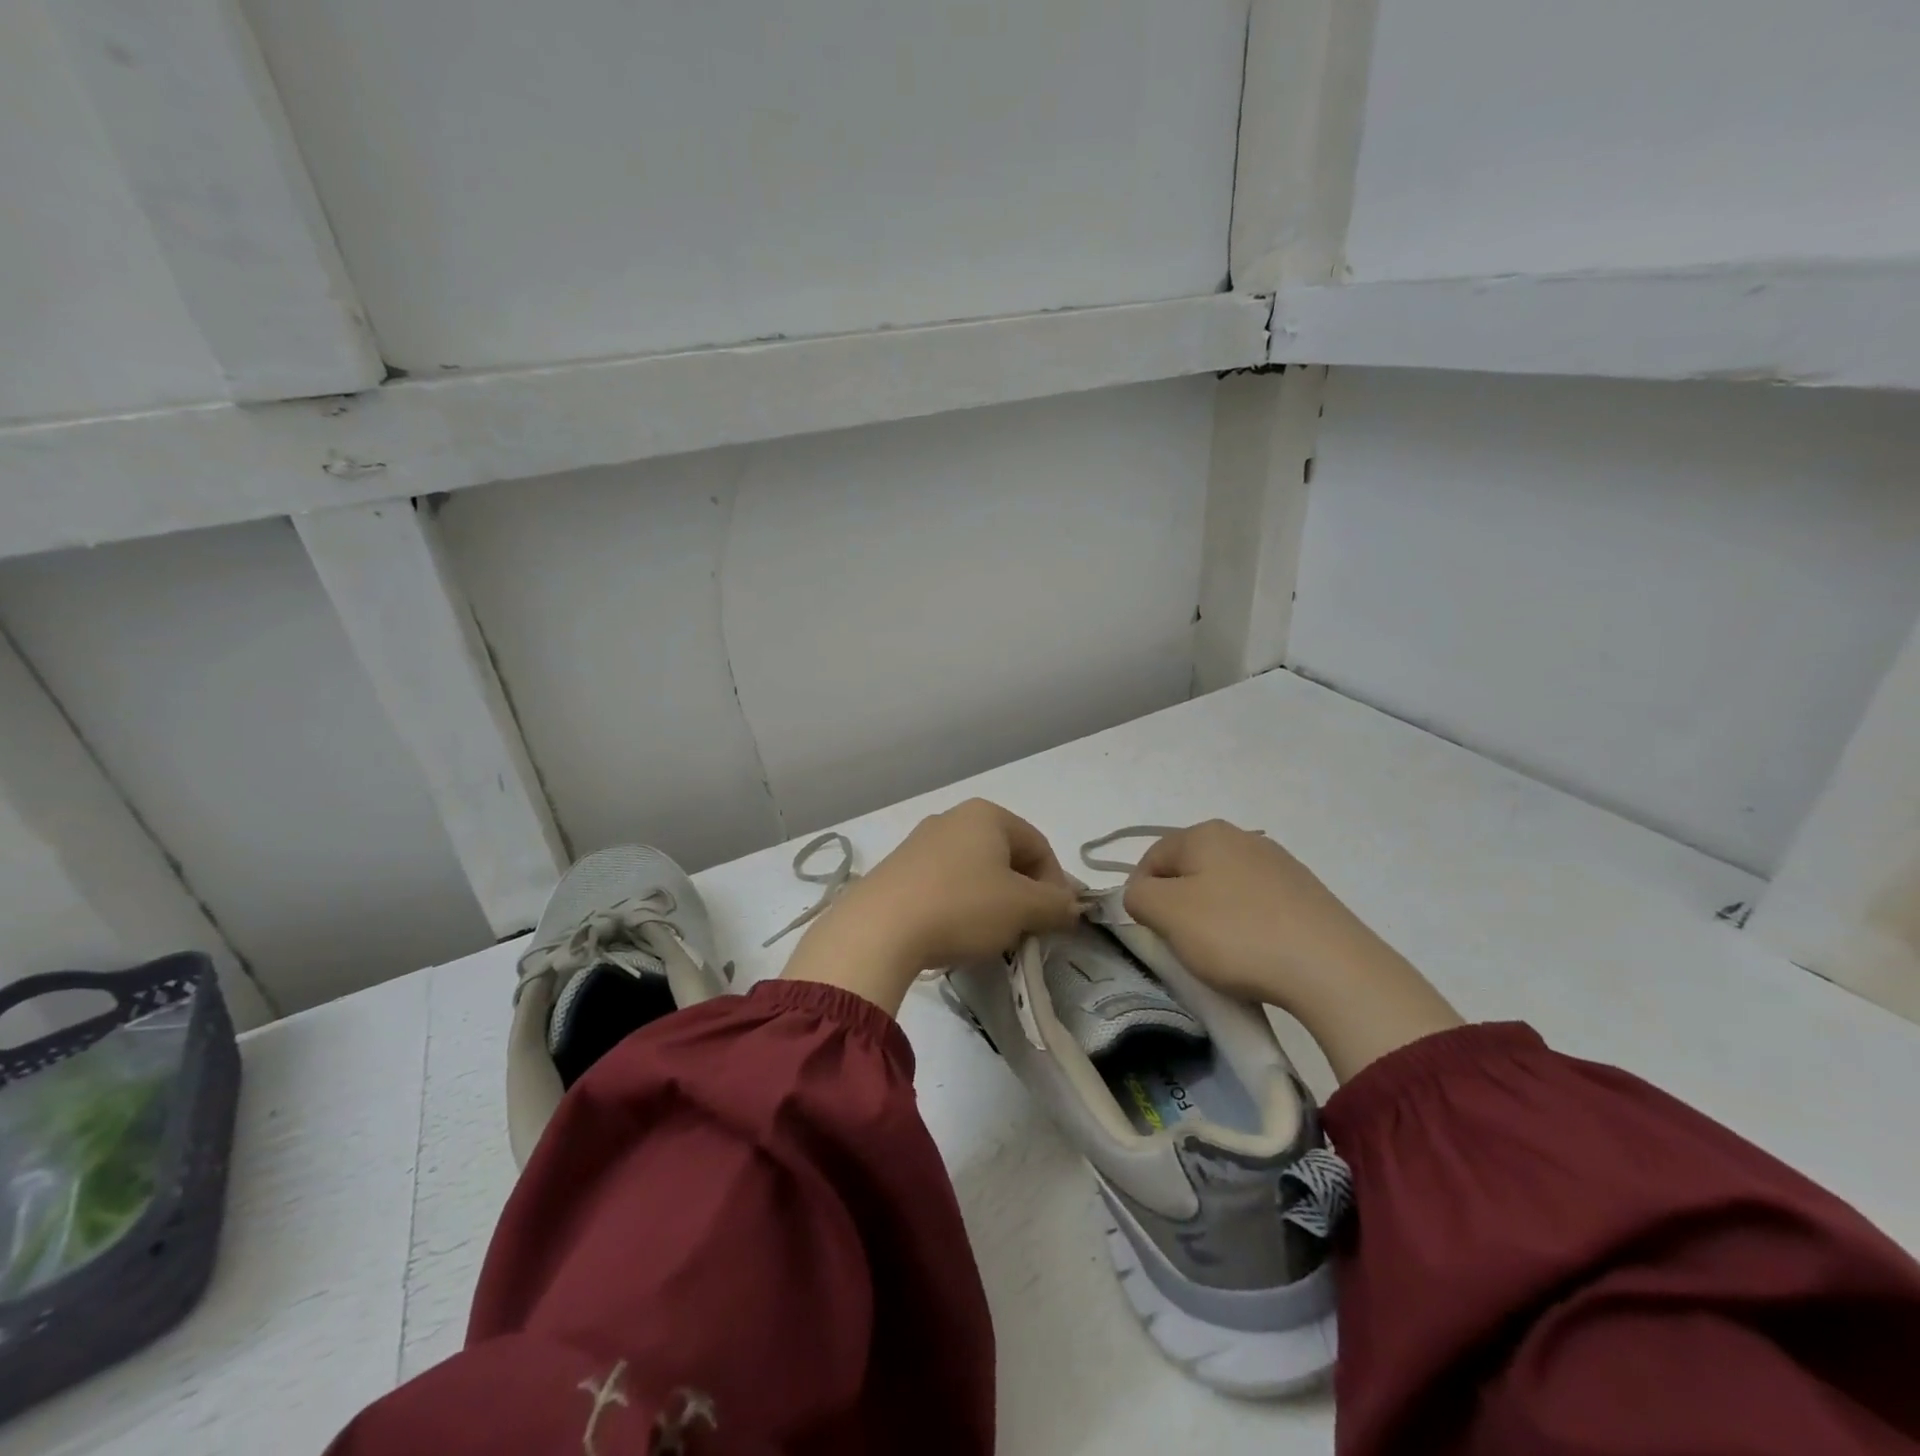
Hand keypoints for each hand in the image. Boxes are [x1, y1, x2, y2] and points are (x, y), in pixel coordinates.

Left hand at [782, 799, 1079, 1014]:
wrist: (879, 929)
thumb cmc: (962, 907)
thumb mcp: (1023, 908)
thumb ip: (1057, 905)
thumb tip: (1072, 907)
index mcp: (987, 815)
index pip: (1040, 846)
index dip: (1056, 885)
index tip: (1055, 921)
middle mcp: (952, 818)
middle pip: (1006, 857)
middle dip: (1023, 894)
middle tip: (1026, 930)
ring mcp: (920, 842)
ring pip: (975, 872)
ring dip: (992, 903)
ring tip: (990, 937)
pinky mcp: (897, 869)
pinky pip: (944, 884)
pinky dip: (959, 906)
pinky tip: (954, 934)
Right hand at [1123, 821, 1460, 1081]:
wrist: (1332, 969)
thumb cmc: (1236, 933)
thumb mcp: (1167, 914)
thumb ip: (1138, 896)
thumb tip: (1143, 894)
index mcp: (1205, 833)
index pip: (1151, 858)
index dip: (1141, 895)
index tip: (1151, 932)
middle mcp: (1242, 837)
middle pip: (1189, 872)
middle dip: (1178, 906)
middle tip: (1182, 944)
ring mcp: (1279, 864)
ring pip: (1223, 889)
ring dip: (1212, 918)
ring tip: (1222, 955)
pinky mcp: (1306, 894)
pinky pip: (1257, 906)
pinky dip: (1246, 927)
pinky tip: (1256, 954)